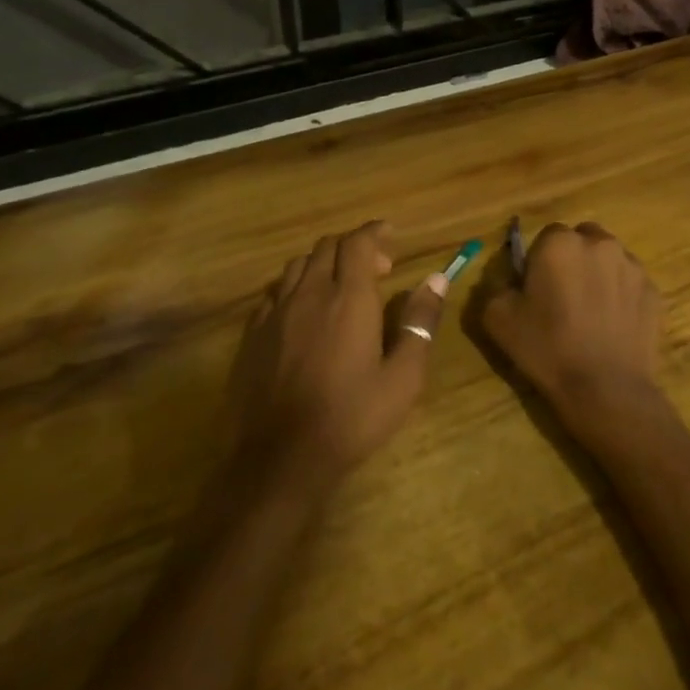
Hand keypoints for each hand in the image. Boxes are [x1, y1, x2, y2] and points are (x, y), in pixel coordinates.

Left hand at [229, 221, 444, 496]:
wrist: (279, 458)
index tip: (390, 233)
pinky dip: (296, 287)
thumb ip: (420, 323)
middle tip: (377, 269)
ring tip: (341, 285)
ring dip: (323, 263)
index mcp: (349, 299)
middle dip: (353, 247)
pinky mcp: (252, 334)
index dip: (374, 232)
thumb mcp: (403, 377)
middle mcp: (310, 294)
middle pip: (327, 247)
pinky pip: (275, 292)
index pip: (358, 243)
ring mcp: (275, 313)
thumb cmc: (351, 418)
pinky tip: (304, 312)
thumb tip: (437, 279)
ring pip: (298, 266)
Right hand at [482, 222, 661, 430]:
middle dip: (573, 258)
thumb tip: (510, 279)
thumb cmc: (547, 349)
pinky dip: (621, 294)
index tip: (537, 287)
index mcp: (559, 243)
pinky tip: (613, 325)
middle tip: (563, 295)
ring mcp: (632, 265)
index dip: (540, 260)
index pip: (546, 235)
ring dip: (598, 273)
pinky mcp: (654, 290)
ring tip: (591, 311)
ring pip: (609, 258)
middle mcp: (600, 243)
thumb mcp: (497, 318)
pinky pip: (631, 283)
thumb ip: (497, 286)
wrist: (605, 389)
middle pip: (582, 239)